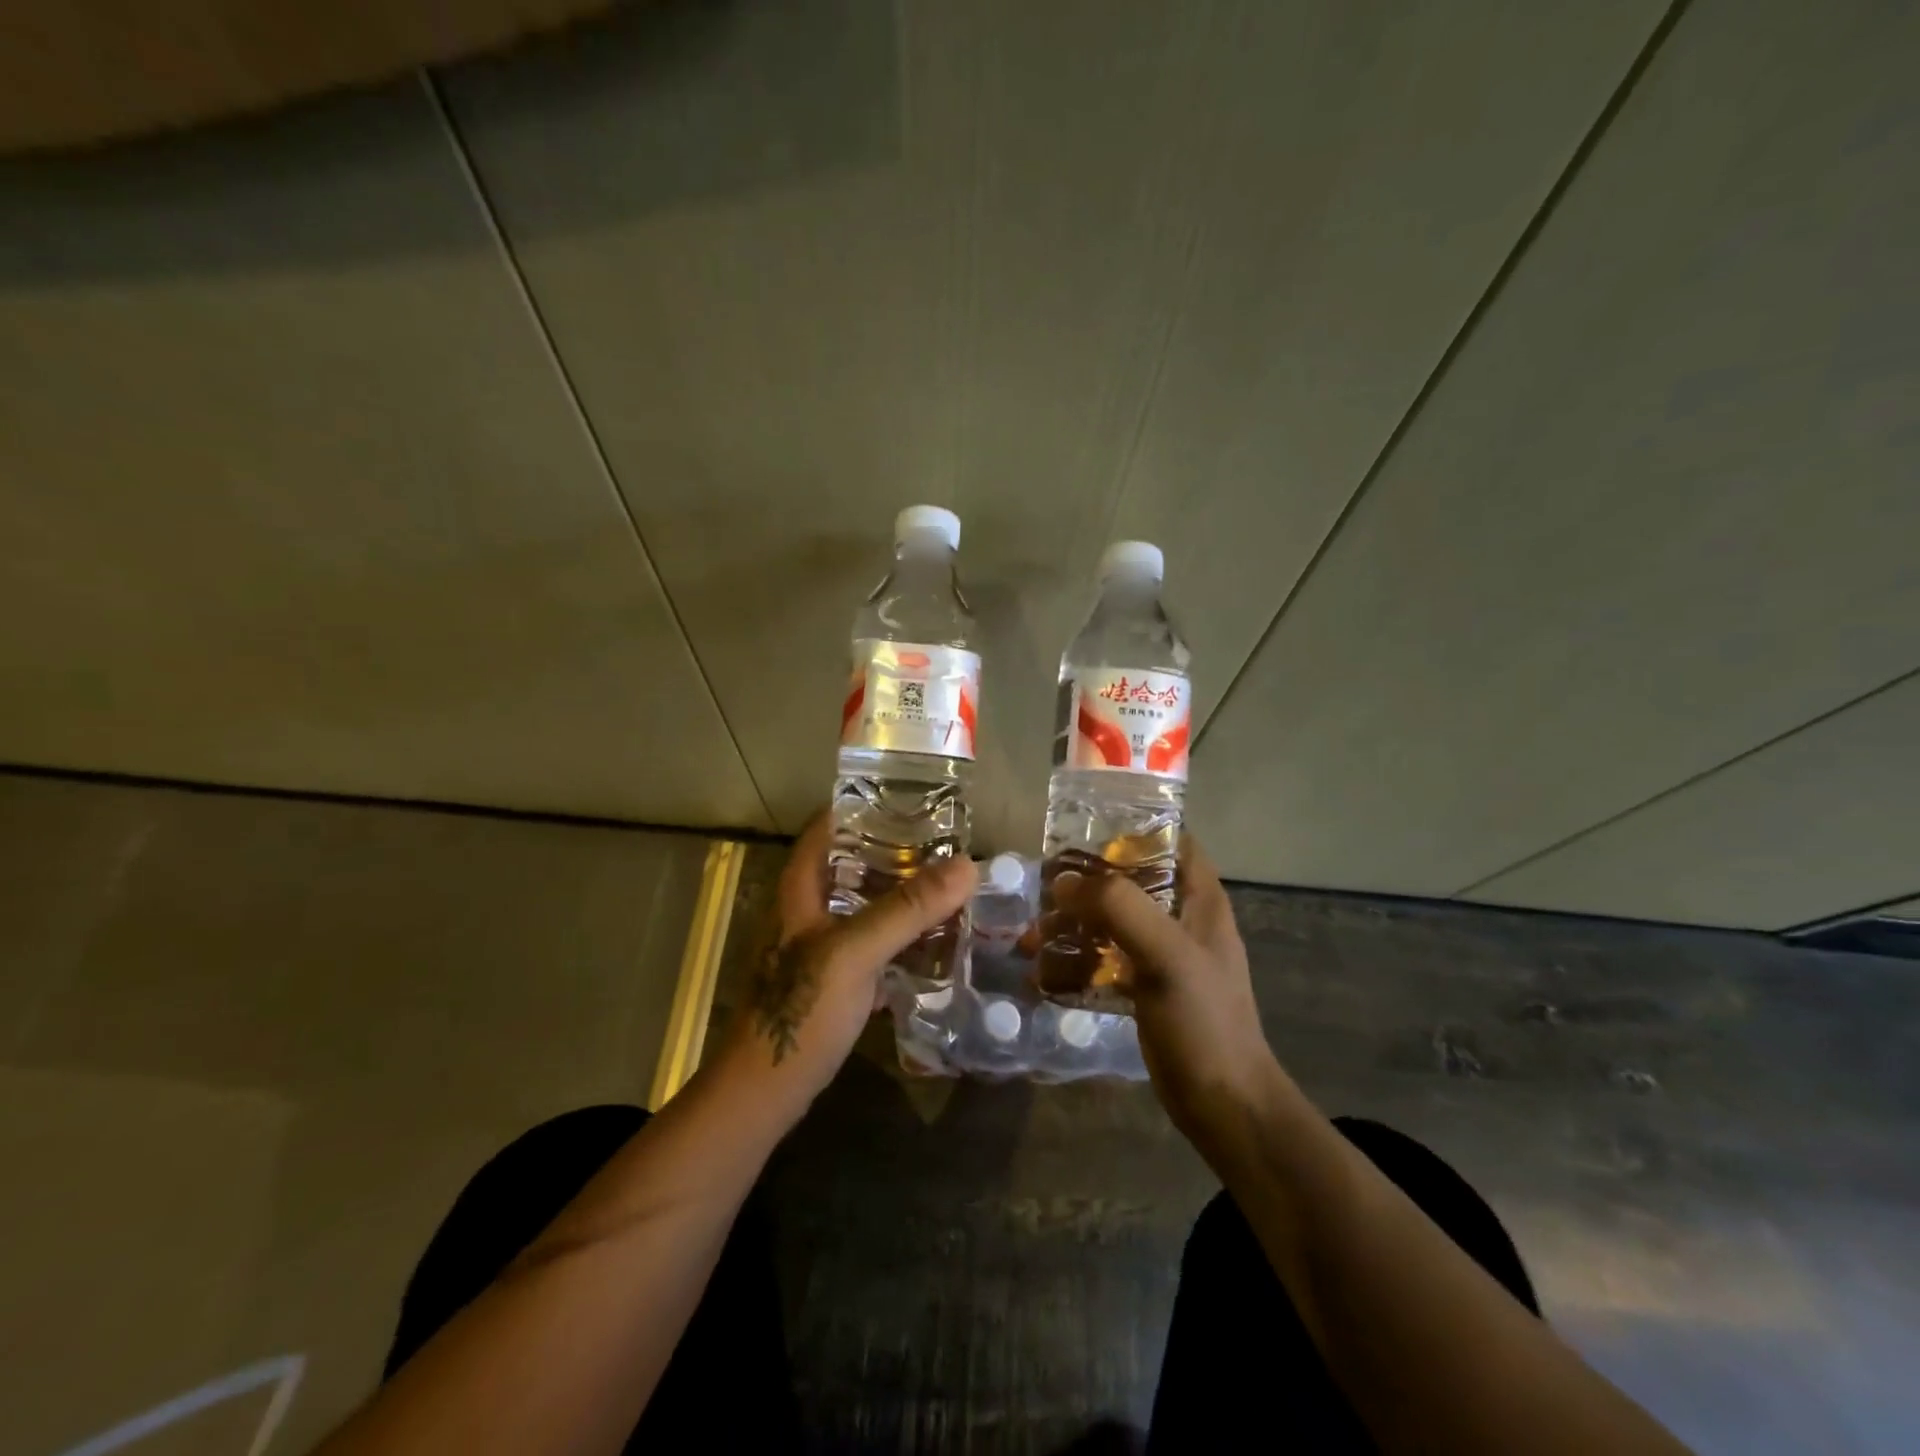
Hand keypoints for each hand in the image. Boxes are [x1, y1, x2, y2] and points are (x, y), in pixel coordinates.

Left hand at [724, 813, 977, 1103]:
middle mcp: (808, 910)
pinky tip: (934, 940)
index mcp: (801, 889)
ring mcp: (820, 947)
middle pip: (852, 864)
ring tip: (948, 886)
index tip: (911, 798)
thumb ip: (907, 909)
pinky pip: (873, 945)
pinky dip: (900, 937)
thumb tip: (967, 865)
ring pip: (865, 906)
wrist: (766, 1092)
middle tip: (945, 844)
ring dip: (901, 895)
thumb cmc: (802, 1010)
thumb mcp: (855, 952)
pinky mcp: (834, 981)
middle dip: (896, 851)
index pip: (828, 828)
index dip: (863, 807)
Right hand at [1048, 838, 1279, 1145]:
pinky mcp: (1145, 986)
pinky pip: (1105, 959)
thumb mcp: (1166, 954)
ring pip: (1111, 921)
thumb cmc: (1203, 1020)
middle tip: (1042, 890)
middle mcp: (1182, 918)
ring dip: (1072, 925)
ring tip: (1031, 940)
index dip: (1130, 830)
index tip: (1082, 833)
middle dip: (1085, 883)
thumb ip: (1120, 908)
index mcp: (1199, 898)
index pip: (1170, 841)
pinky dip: (1076, 960)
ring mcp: (1163, 954)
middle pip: (1129, 880)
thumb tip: (1064, 882)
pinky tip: (1043, 975)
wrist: (1223, 1105)